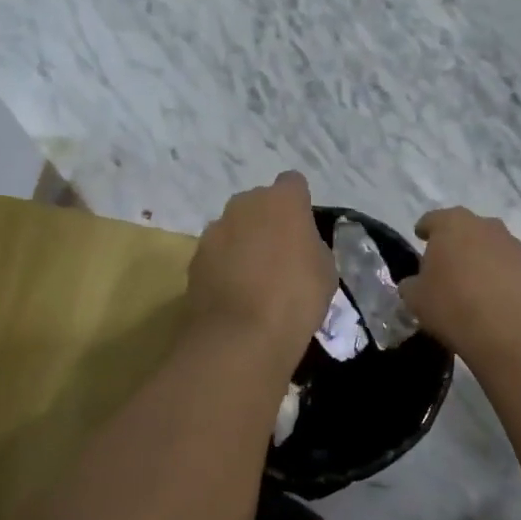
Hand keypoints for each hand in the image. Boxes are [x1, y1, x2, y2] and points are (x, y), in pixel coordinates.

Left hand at [185, 173, 335, 358]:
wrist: (241, 335)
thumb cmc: (296, 297)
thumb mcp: (325, 271)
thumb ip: (311, 246)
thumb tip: (299, 246)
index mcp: (282, 200)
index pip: (293, 184)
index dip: (299, 204)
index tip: (303, 229)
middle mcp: (244, 204)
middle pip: (259, 203)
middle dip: (267, 221)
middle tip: (280, 255)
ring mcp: (214, 229)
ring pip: (234, 228)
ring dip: (243, 243)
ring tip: (255, 279)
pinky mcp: (195, 258)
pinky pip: (217, 253)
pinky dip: (224, 266)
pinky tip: (235, 293)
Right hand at [400, 207, 520, 364]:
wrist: (508, 331)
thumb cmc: (452, 306)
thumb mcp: (415, 298)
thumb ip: (411, 284)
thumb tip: (416, 282)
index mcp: (452, 224)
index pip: (433, 219)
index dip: (425, 229)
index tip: (420, 238)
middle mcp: (486, 226)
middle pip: (466, 229)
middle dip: (456, 243)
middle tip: (447, 265)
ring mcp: (514, 245)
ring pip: (491, 246)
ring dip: (482, 258)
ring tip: (474, 284)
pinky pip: (511, 266)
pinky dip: (503, 276)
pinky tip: (496, 298)